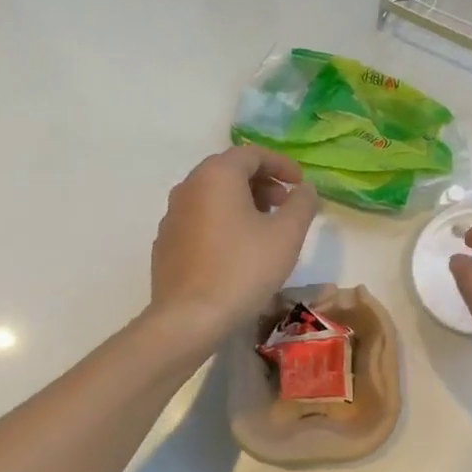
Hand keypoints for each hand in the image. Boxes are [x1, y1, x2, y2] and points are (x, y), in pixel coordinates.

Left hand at [149, 146, 318, 347]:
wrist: (190, 318)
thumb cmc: (243, 268)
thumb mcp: (287, 234)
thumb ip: (302, 203)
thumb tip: (305, 189)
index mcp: (216, 176)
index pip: (252, 154)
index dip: (281, 164)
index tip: (300, 183)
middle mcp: (188, 187)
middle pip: (229, 171)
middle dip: (262, 183)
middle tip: (285, 205)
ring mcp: (172, 215)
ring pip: (212, 196)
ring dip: (242, 202)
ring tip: (265, 228)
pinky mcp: (165, 243)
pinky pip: (199, 219)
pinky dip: (222, 222)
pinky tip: (237, 251)